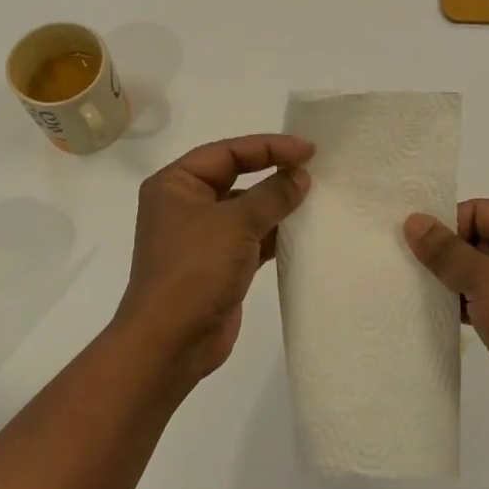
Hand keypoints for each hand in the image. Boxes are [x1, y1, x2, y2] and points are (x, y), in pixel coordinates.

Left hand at [114, 134, 313, 381]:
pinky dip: (274, 233)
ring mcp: (201, 237)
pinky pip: (250, 238)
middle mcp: (185, 205)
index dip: (269, 147)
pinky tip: (303, 231)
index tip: (309, 150)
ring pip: (246, 209)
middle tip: (315, 169)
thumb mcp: (236, 223)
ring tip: (316, 198)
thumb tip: (300, 176)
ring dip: (277, 205)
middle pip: (236, 177)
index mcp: (176, 184)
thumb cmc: (196, 270)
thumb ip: (272, 194)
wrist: (172, 342)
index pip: (227, 152)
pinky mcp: (218, 265)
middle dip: (273, 172)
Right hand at [405, 200, 488, 439]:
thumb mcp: (486, 279)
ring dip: (448, 280)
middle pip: (476, 239)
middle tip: (403, 263)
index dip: (447, 223)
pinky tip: (431, 312)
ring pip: (476, 272)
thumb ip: (446, 251)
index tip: (412, 241)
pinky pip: (480, 300)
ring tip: (411, 287)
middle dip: (443, 252)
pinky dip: (459, 304)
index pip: (480, 211)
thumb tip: (413, 220)